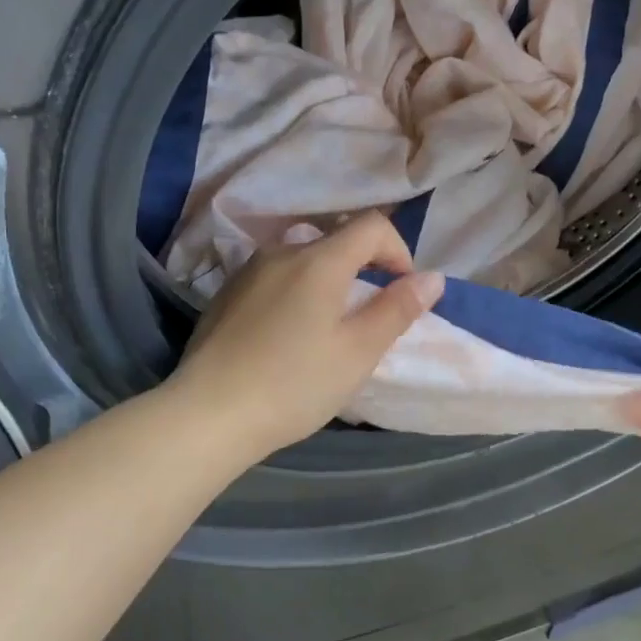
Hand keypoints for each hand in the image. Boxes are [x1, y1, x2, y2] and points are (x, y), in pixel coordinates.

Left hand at [166, 212, 445, 460]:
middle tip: (370, 314)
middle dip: (365, 267)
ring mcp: (248, 271)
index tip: (403, 291)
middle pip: (336, 240)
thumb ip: (397, 309)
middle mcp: (281, 252)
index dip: (398, 250)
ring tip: (330, 326)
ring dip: (329, 280)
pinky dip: (297, 291)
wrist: (208, 414)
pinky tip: (288, 335)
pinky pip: (275, 277)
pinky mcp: (226, 294)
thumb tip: (432, 278)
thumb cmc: (294, 384)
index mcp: (319, 260)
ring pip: (303, 258)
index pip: (371, 226)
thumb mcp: (358, 352)